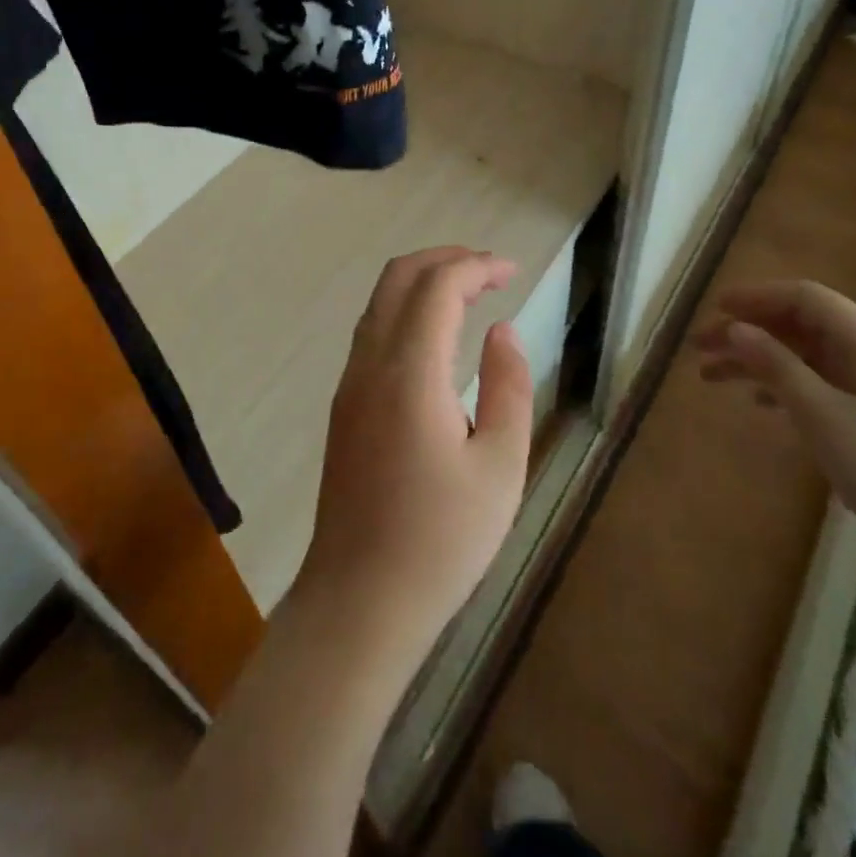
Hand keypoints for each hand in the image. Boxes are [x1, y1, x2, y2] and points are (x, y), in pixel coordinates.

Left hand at [295, 248, 533, 667]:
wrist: (360, 596)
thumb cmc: (441, 540)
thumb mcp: (500, 468)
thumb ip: (507, 388)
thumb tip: (501, 330)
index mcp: (410, 373)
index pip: (437, 287)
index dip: (475, 267)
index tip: (512, 271)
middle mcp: (370, 364)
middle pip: (398, 278)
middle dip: (443, 260)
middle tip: (488, 270)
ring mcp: (349, 383)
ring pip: (379, 302)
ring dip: (421, 283)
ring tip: (468, 294)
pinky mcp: (344, 404)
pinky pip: (371, 332)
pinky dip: (405, 310)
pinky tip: (435, 336)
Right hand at [695, 280, 855, 599]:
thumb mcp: (825, 417)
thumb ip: (777, 367)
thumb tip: (735, 328)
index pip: (807, 299)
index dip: (757, 297)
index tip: (714, 310)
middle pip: (801, 327)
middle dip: (749, 331)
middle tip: (700, 347)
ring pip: (805, 359)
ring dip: (758, 361)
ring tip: (710, 376)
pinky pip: (818, 388)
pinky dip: (781, 388)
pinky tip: (757, 404)